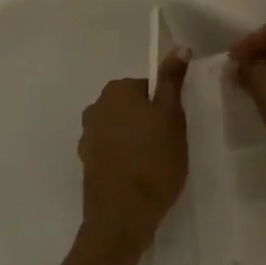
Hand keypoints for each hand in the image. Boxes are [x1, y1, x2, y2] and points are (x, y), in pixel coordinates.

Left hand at [78, 49, 189, 254]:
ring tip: (153, 166)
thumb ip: (172, 80)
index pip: (148, 87)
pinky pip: (111, 151)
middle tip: (167, 146)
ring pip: (121, 129)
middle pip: (132, 107)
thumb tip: (179, 47)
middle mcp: (96, 106)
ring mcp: (87, 136)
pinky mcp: (86, 163)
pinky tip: (137, 178)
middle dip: (148, 122)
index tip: (174, 128)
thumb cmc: (153, 160)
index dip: (164, 107)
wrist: (121, 217)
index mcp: (116, 90)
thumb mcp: (172, 116)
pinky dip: (123, 159)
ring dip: (135, 141)